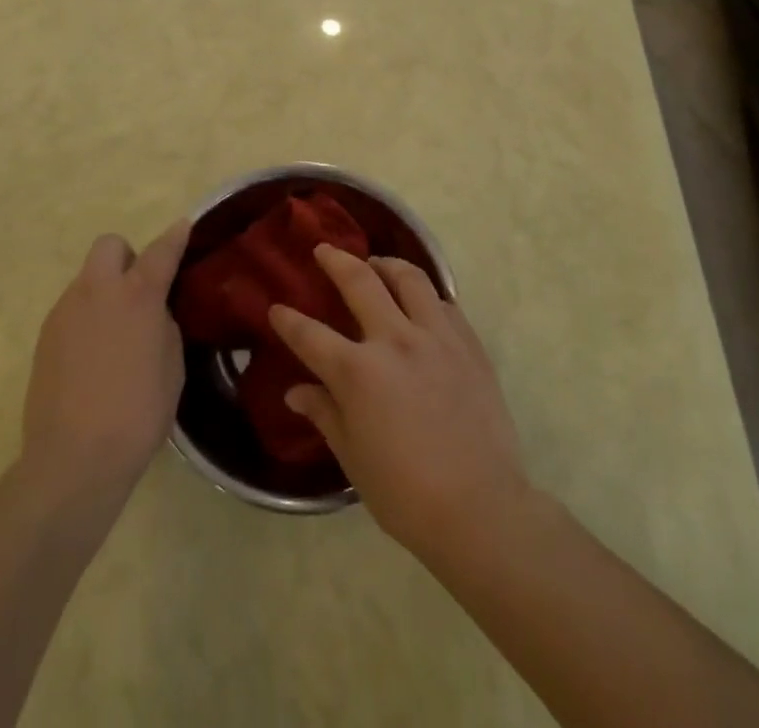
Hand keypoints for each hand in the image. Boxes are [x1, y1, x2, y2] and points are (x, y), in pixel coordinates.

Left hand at [22, 220, 188, 500]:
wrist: (73, 459)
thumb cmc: (137, 415)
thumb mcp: (172, 368)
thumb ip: (164, 326)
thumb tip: (153, 313)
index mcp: (138, 296)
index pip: (161, 251)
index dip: (175, 236)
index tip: (184, 226)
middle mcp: (98, 292)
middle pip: (110, 246)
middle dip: (127, 257)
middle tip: (139, 291)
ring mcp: (66, 311)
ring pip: (87, 278)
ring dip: (105, 289)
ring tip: (116, 332)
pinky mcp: (45, 335)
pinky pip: (72, 308)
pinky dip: (86, 317)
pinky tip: (93, 355)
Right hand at [271, 247, 532, 556]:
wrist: (482, 508)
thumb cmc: (406, 493)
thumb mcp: (353, 458)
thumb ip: (325, 414)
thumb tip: (295, 392)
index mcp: (358, 372)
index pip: (310, 335)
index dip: (288, 320)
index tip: (276, 308)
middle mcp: (395, 340)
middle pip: (360, 281)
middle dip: (336, 261)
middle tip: (324, 251)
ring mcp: (436, 337)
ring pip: (409, 277)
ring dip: (386, 264)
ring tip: (377, 264)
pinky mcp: (468, 344)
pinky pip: (443, 302)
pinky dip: (425, 294)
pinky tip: (421, 302)